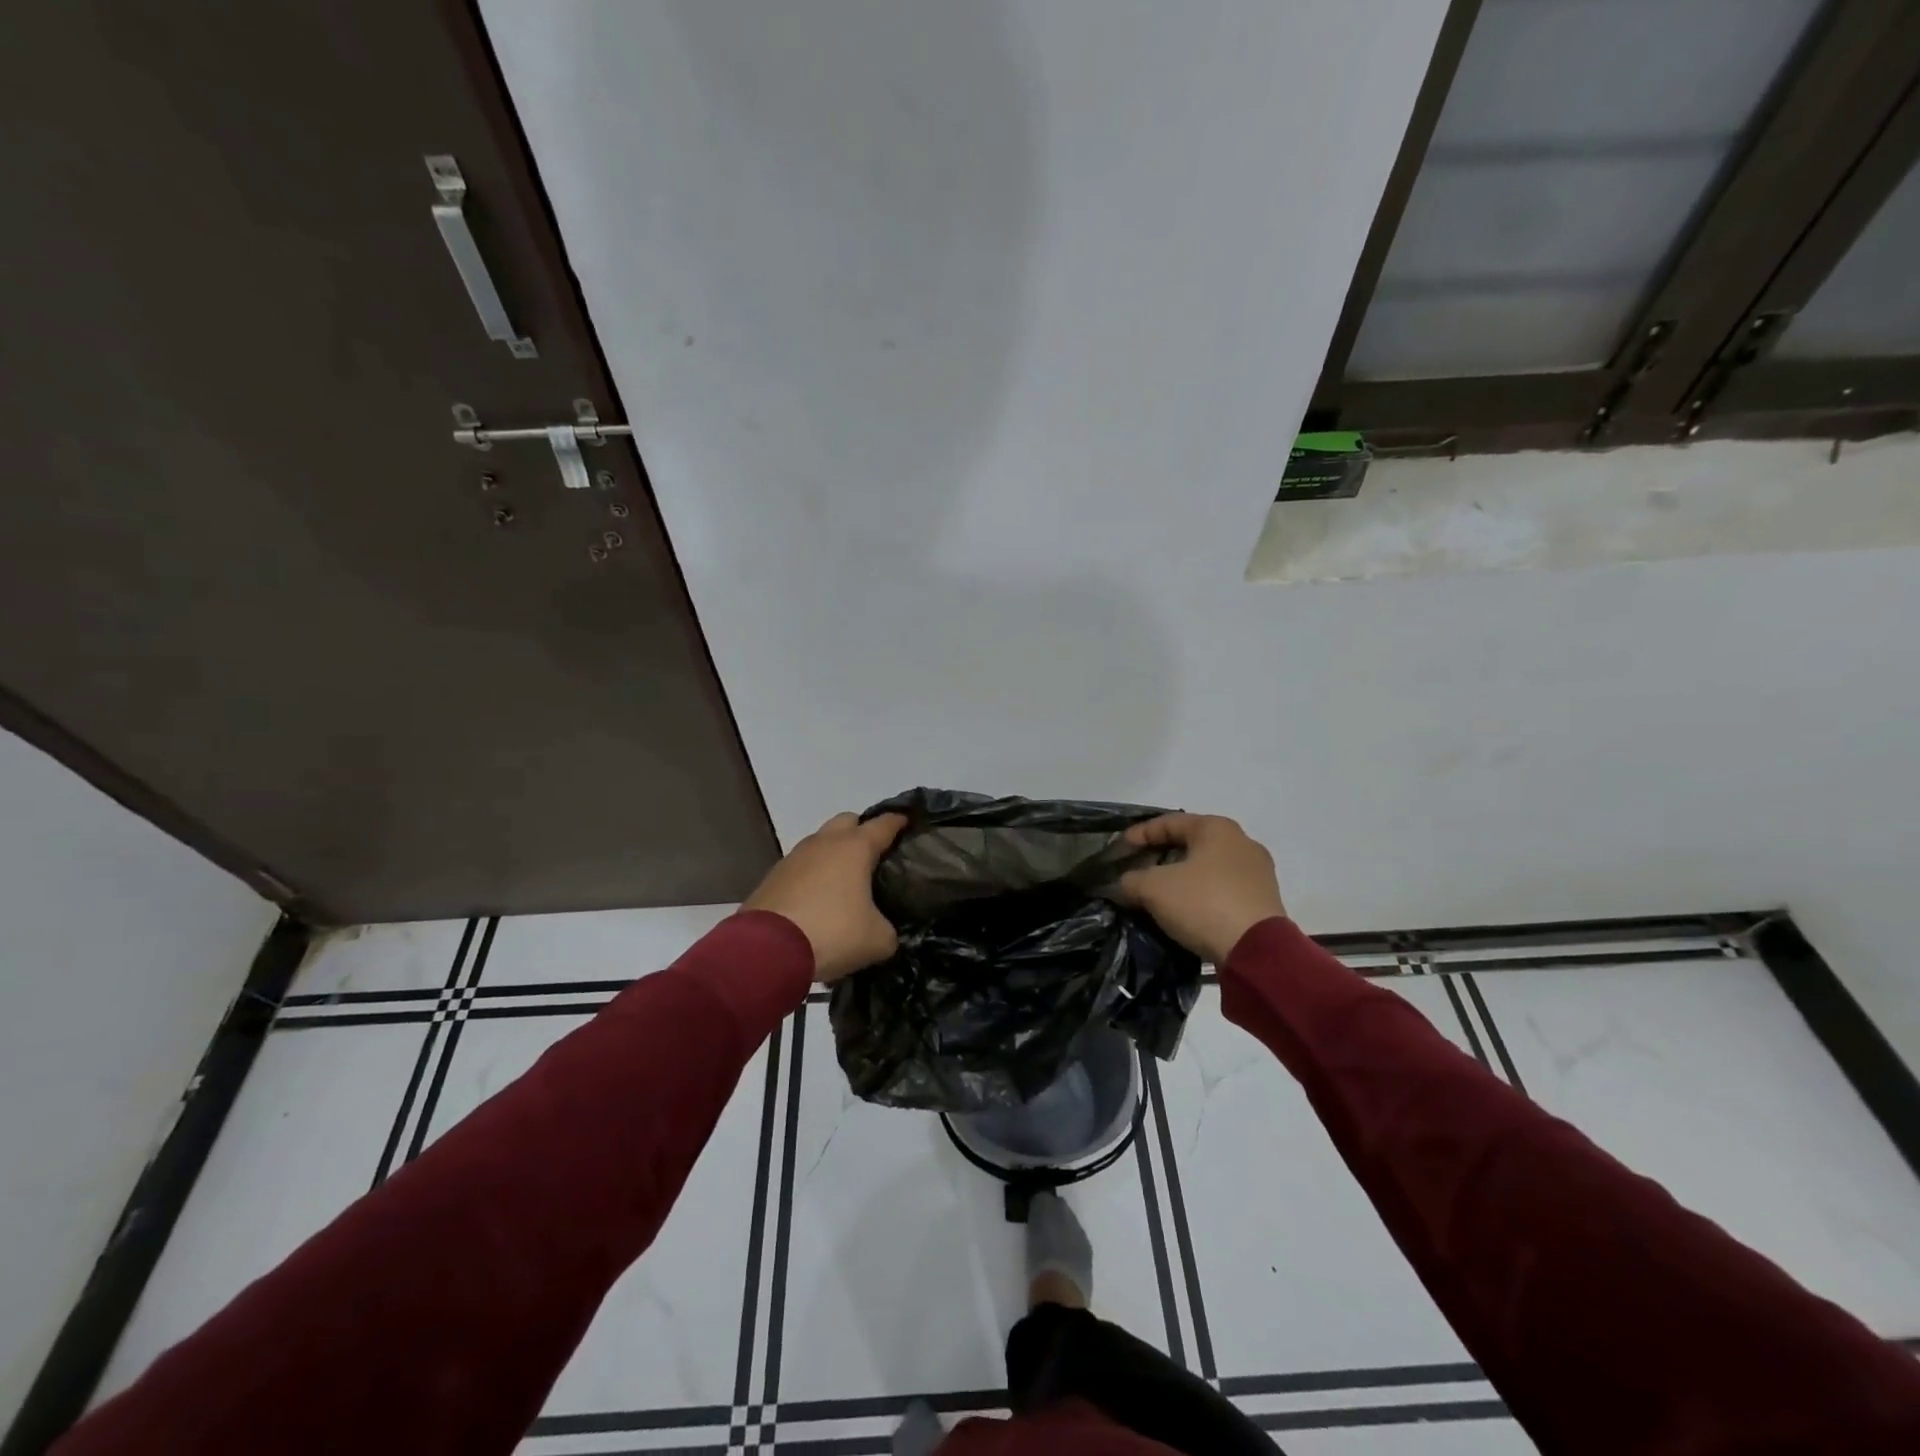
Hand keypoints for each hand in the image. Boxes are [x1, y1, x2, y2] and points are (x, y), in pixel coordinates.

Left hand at [743, 812, 908, 982]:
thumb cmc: (832, 933)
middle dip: (863, 832)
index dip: (899, 822)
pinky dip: (813, 876)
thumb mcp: (877, 940)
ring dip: (834, 855)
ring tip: (845, 882)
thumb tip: (884, 931)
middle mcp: (824, 843)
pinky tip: (818, 901)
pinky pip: (801, 867)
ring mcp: (794, 858)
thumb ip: (889, 931)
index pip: (884, 824)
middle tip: (875, 855)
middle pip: (848, 821)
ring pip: (821, 843)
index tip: (909, 823)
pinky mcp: (772, 877)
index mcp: (855, 848)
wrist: (766, 951)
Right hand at [1117, 814, 1286, 964]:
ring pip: (1208, 867)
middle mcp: (1242, 842)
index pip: (1169, 822)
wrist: (1256, 951)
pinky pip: (1223, 888)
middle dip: (1161, 855)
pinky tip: (1186, 909)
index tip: (1120, 849)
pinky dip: (1201, 894)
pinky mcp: (1265, 900)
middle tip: (1138, 869)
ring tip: (1159, 893)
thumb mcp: (1154, 889)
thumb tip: (1124, 883)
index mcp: (1216, 828)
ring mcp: (1258, 872)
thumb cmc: (1203, 903)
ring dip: (1182, 877)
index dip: (1140, 834)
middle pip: (1191, 843)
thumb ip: (1132, 880)